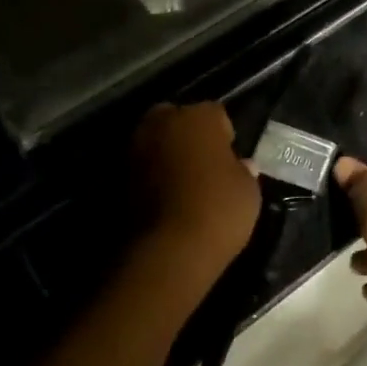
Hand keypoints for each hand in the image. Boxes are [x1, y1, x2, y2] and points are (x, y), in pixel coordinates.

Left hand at [130, 103, 260, 301]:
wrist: (169, 251)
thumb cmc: (218, 210)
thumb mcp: (248, 190)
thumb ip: (243, 170)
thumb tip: (241, 165)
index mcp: (198, 116)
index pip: (216, 114)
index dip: (225, 135)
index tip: (230, 157)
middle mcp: (163, 121)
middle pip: (178, 119)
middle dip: (189, 135)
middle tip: (203, 164)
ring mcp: (136, 146)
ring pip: (157, 141)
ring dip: (167, 154)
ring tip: (183, 183)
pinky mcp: (117, 174)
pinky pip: (143, 166)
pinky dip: (151, 175)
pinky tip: (165, 197)